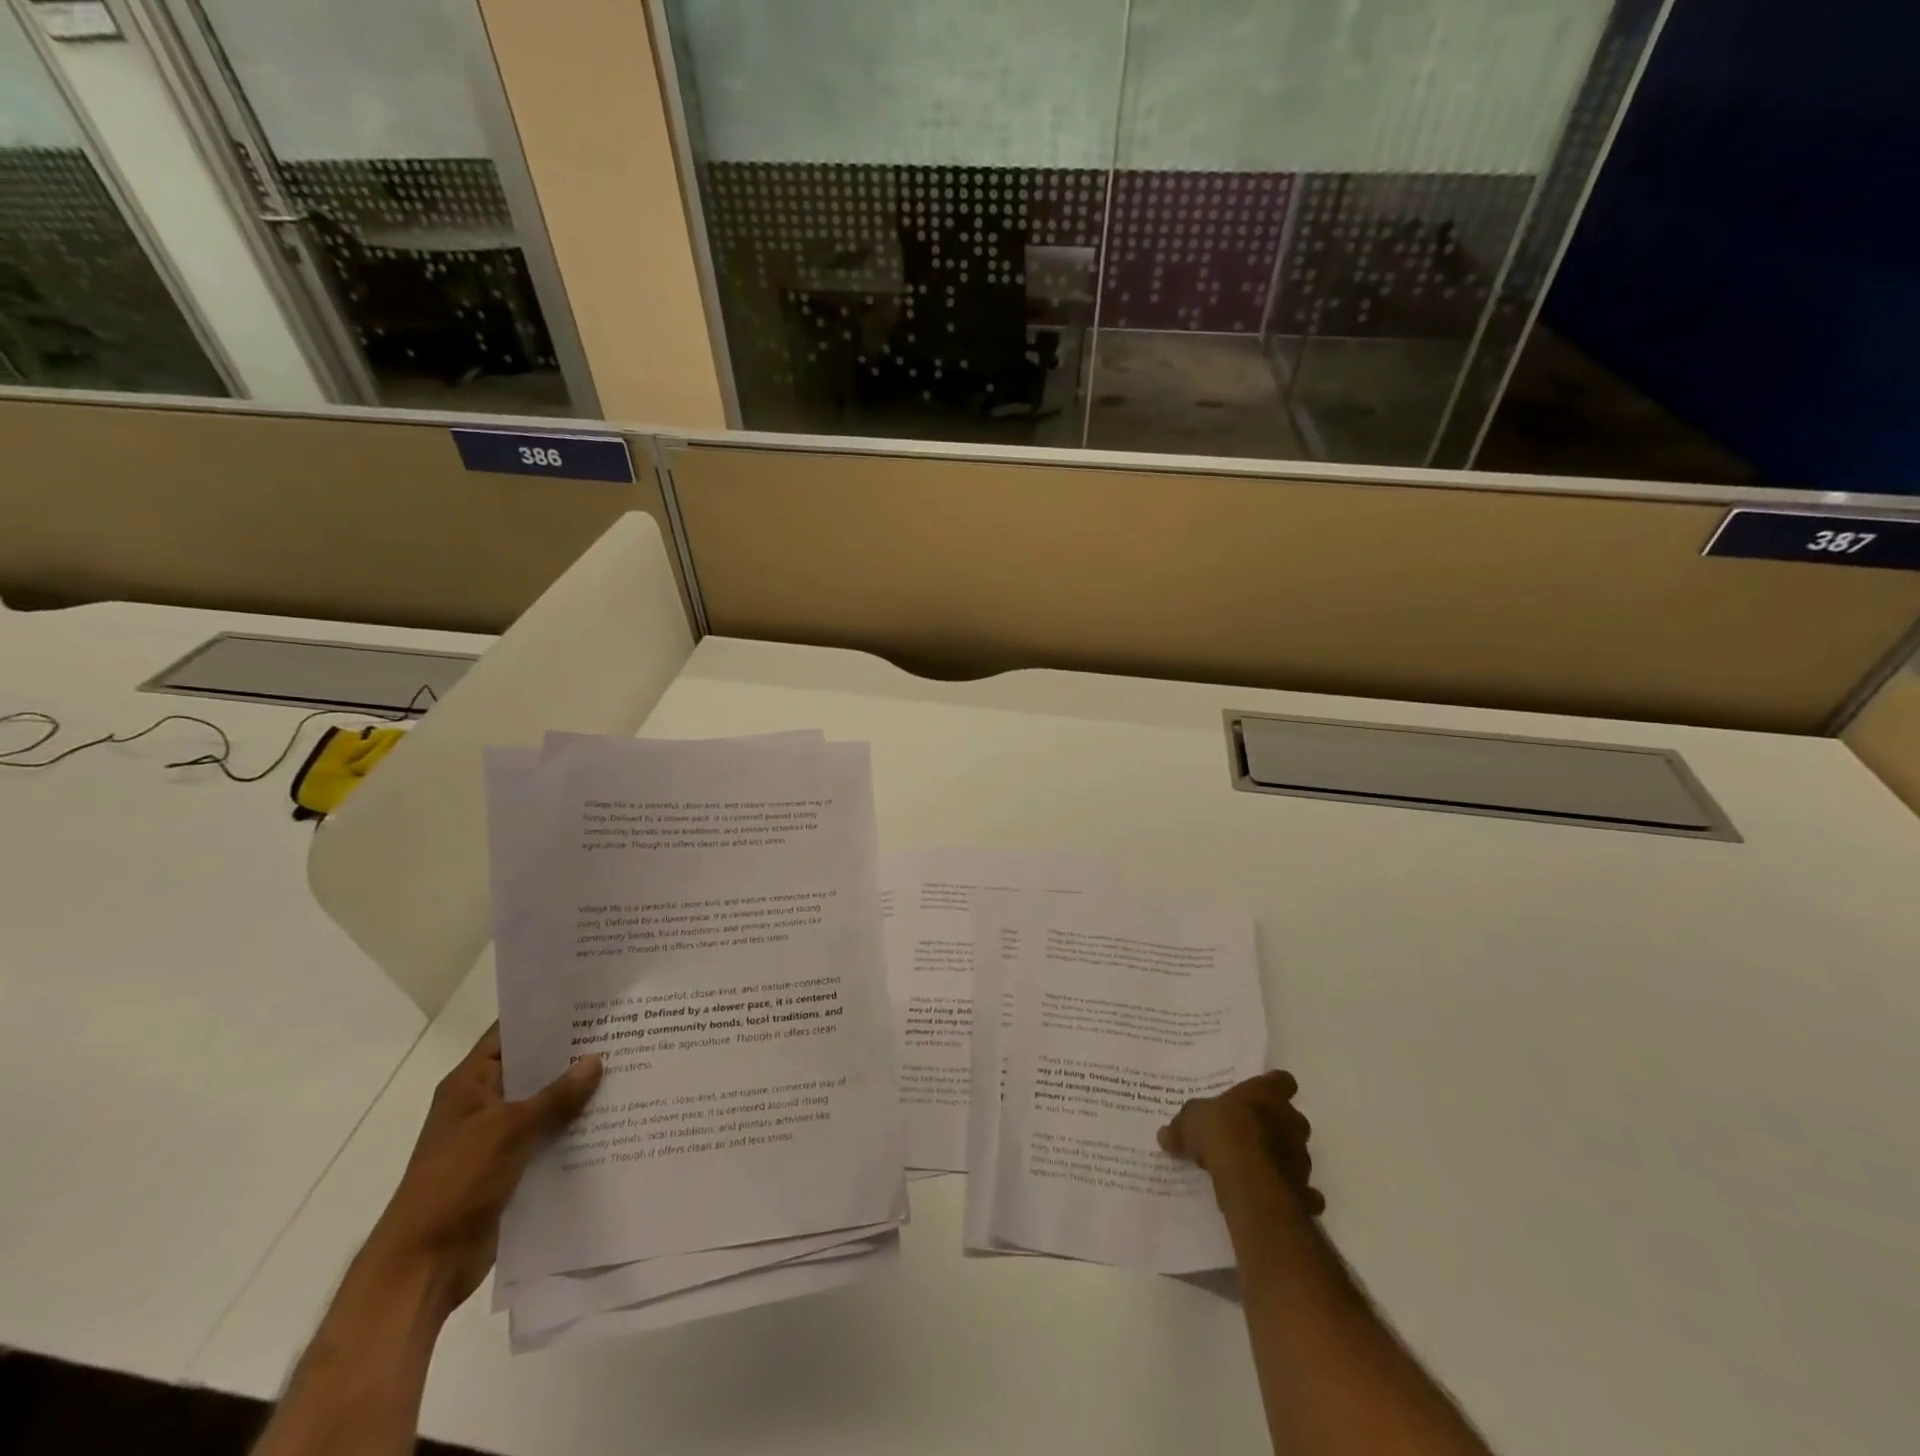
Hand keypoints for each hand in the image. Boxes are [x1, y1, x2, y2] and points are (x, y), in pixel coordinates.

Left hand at [365, 1024, 602, 1313]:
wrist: (424, 1265)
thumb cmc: (456, 1182)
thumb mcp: (509, 1130)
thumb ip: (556, 1096)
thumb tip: (596, 1060)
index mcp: (470, 1084)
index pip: (510, 1035)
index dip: (545, 1017)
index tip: (589, 1002)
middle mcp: (483, 1104)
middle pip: (533, 1069)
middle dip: (572, 1056)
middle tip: (622, 1033)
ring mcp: (496, 1138)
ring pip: (545, 1105)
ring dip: (578, 1096)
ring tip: (628, 1071)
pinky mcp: (511, 1168)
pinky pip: (548, 1138)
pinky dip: (574, 1130)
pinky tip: (613, 1120)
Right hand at [1159, 1070, 1324, 1215]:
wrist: (1246, 1177)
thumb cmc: (1221, 1131)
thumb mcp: (1190, 1120)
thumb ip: (1182, 1126)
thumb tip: (1165, 1135)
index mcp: (1266, 1094)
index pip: (1281, 1081)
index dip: (1273, 1088)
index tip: (1260, 1096)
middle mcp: (1290, 1121)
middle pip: (1292, 1118)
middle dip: (1277, 1126)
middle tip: (1252, 1135)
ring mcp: (1301, 1157)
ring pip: (1297, 1154)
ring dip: (1282, 1159)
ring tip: (1257, 1169)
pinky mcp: (1304, 1190)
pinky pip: (1304, 1192)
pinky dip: (1294, 1194)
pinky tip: (1274, 1196)